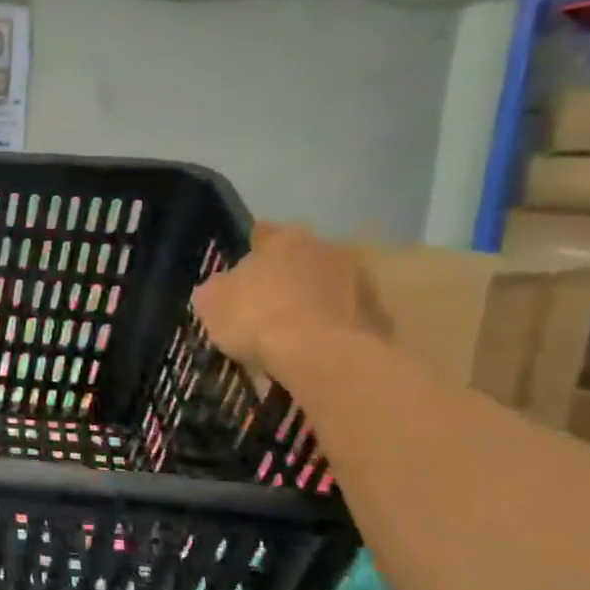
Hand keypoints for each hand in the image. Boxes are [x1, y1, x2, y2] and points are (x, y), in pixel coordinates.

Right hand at [192, 222, 389, 375]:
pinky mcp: (378, 311)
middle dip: (286, 275)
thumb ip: (215, 289)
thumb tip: (220, 287)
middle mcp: (324, 248)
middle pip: (299, 257)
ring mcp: (357, 278)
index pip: (263, 233)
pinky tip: (314, 346)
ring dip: (312, 298)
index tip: (242, 271)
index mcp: (282, 240)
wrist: (321, 356)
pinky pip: (345, 313)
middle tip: (266, 302)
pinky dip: (331, 324)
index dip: (250, 251)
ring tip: (291, 329)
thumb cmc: (257, 319)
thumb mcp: (212, 304)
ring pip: (325, 283)